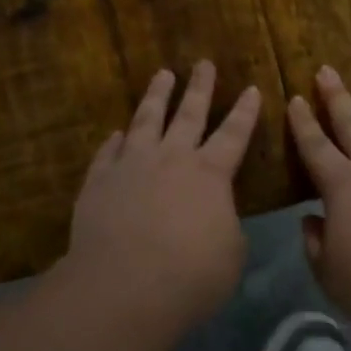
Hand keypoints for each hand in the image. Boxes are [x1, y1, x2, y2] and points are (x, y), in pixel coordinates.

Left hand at [63, 62, 261, 333]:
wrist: (123, 287)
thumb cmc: (190, 276)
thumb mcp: (230, 254)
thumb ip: (225, 225)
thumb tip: (216, 214)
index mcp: (209, 174)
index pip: (234, 134)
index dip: (245, 112)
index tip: (251, 88)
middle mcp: (171, 159)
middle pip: (189, 114)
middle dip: (200, 87)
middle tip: (204, 63)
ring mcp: (131, 166)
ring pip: (146, 120)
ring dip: (156, 96)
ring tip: (162, 74)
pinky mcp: (99, 181)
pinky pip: (108, 153)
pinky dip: (114, 141)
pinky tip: (116, 133)